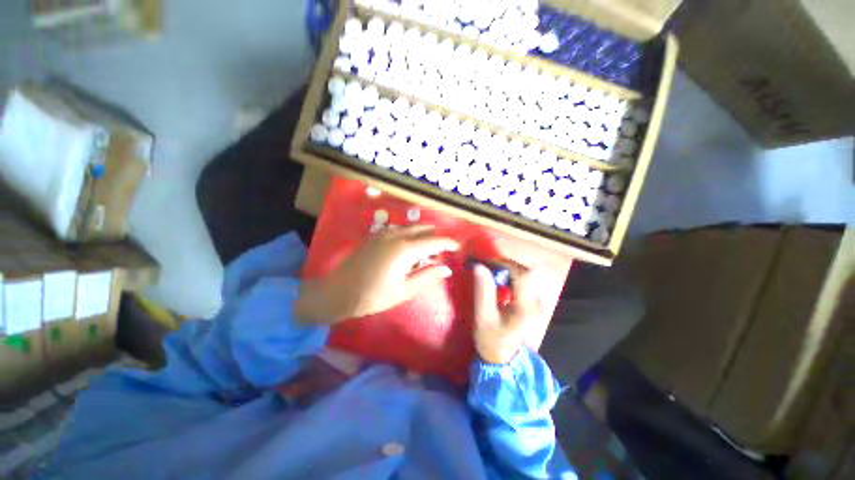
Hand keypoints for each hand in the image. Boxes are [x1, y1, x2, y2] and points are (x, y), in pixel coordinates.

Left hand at [296, 225, 458, 322]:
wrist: (337, 291)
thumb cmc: (372, 295)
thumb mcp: (403, 290)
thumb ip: (427, 277)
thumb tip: (446, 268)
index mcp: (405, 249)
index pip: (434, 241)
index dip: (448, 243)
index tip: (458, 247)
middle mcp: (397, 235)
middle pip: (424, 229)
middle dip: (436, 238)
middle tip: (440, 254)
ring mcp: (384, 233)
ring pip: (412, 227)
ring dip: (422, 236)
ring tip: (425, 254)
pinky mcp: (376, 235)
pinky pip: (400, 229)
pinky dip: (410, 235)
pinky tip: (407, 249)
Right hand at [472, 261, 545, 363]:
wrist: (503, 357)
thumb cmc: (491, 339)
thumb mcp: (483, 316)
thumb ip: (483, 290)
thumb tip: (479, 266)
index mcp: (526, 308)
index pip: (521, 275)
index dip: (504, 264)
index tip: (486, 262)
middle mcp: (537, 303)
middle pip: (526, 273)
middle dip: (505, 265)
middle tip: (487, 265)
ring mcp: (538, 303)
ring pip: (526, 275)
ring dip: (508, 269)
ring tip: (491, 270)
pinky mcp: (534, 303)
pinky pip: (525, 281)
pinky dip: (511, 275)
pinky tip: (499, 279)